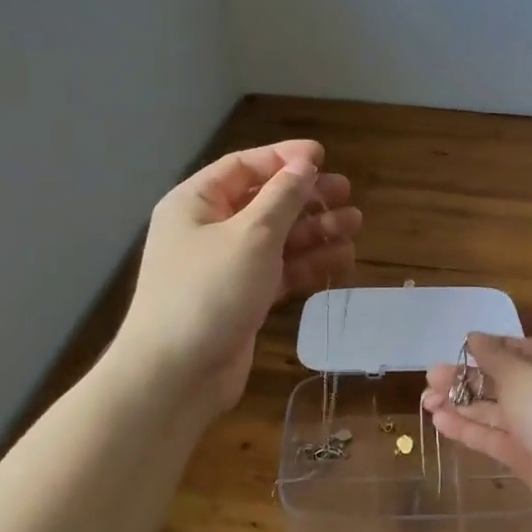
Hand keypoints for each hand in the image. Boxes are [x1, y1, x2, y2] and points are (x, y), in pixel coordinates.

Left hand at [118, 140, 361, 414]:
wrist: (177, 375)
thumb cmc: (210, 291)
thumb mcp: (252, 236)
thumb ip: (283, 197)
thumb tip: (303, 165)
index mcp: (196, 203)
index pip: (244, 167)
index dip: (284, 159)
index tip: (323, 157)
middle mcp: (209, 230)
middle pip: (265, 202)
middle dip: (307, 197)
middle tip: (347, 194)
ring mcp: (226, 267)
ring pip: (278, 239)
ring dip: (315, 231)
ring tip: (354, 226)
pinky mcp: (242, 299)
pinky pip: (280, 271)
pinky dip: (308, 264)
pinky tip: (342, 259)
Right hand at [421, 333, 531, 531]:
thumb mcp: (521, 375)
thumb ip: (494, 357)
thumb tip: (474, 336)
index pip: (516, 349)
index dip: (487, 347)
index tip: (457, 349)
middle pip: (498, 381)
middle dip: (464, 379)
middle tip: (430, 379)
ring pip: (491, 411)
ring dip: (459, 404)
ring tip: (426, 401)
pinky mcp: (524, 457)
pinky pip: (491, 438)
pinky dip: (467, 429)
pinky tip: (440, 422)